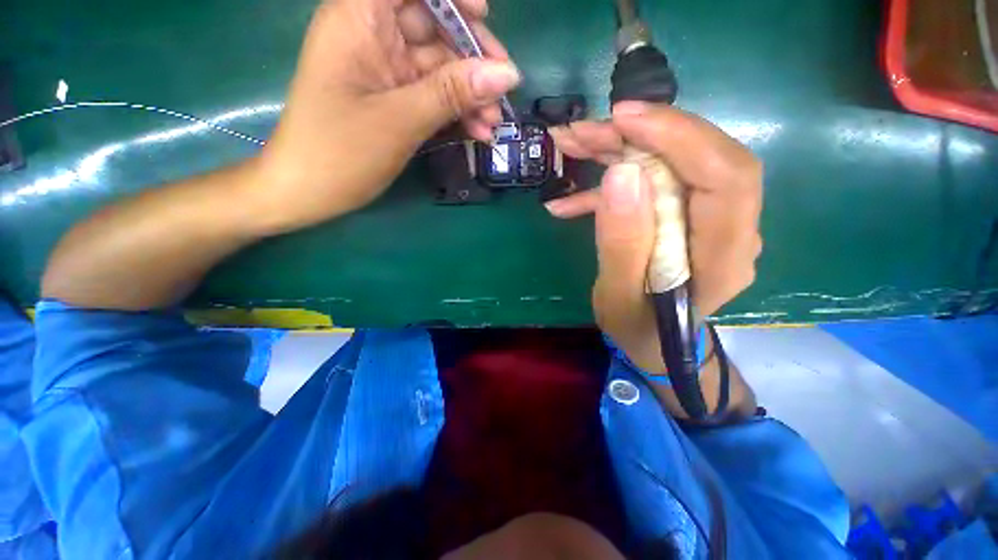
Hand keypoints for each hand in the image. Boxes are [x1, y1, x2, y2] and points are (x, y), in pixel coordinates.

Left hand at [251, 0, 519, 233]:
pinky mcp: (393, 99)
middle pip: (433, 25)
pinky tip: (477, 132)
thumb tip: (506, 74)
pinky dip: (456, 112)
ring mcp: (385, 71)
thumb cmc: (341, 152)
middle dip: (472, 58)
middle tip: (502, 90)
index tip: (483, 16)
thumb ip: (453, 93)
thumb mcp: (401, 120)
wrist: (309, 192)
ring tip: (492, 124)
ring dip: (470, 94)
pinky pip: (433, 95)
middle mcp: (372, 36)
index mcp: (358, 18)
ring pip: (439, 67)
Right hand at [547, 102, 762, 372]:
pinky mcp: (684, 216)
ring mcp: (707, 220)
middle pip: (699, 158)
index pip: (725, 176)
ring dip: (620, 151)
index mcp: (722, 256)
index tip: (624, 120)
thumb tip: (622, 175)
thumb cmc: (636, 327)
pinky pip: (654, 185)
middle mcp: (728, 228)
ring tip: (572, 146)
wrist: (650, 339)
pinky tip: (569, 200)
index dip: (679, 137)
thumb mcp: (618, 296)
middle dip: (639, 136)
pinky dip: (610, 185)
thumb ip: (622, 243)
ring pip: (673, 163)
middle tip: (582, 132)